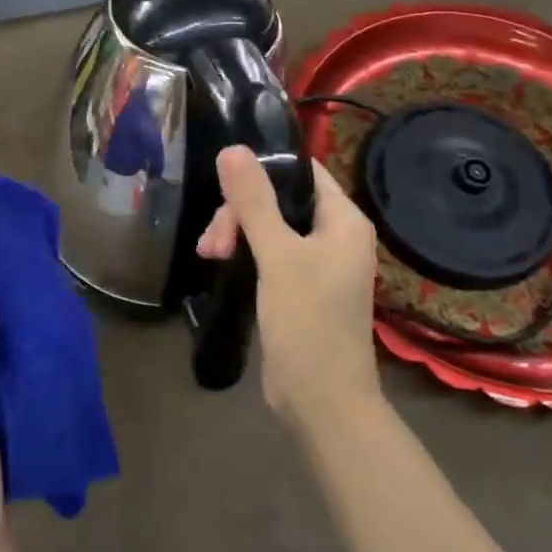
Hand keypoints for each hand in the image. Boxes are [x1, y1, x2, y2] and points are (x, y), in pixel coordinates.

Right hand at [196, 145, 383, 431]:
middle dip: (240, 212)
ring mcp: (316, 264)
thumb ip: (254, 201)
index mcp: (343, 221)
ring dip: (236, 234)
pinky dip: (243, 253)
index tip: (224, 184)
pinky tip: (218, 263)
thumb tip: (231, 148)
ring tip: (209, 256)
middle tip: (213, 241)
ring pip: (268, 227)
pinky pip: (267, 253)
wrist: (322, 402)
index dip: (264, 169)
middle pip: (279, 200)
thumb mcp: (277, 256)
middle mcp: (334, 236)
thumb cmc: (308, 322)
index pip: (302, 171)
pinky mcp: (298, 288)